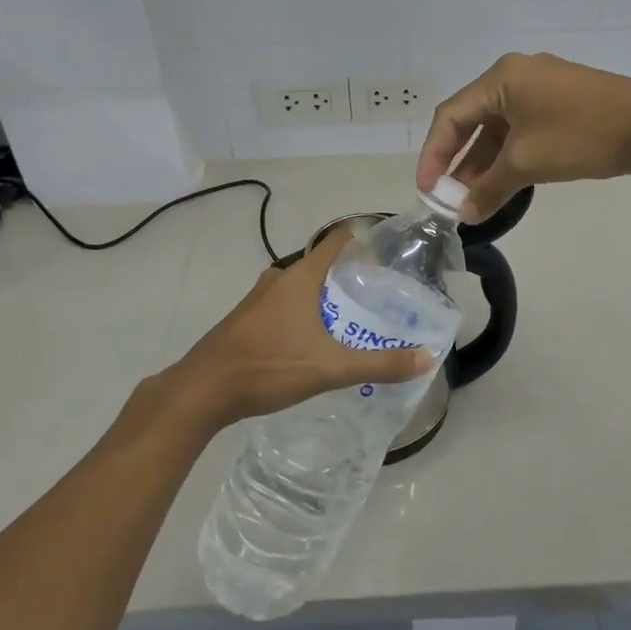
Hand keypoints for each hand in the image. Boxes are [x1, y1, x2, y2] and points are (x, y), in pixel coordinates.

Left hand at [165, 226, 434, 431]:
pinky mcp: (246, 319)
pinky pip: (284, 304)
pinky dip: (304, 310)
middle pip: (320, 264)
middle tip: (380, 291)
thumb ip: (379, 364)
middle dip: (348, 273)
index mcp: (299, 278)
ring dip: (325, 295)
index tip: (388, 248)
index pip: (336, 241)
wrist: (202, 390)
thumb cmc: (268, 366)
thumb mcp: (330, 368)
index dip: (362, 238)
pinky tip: (315, 337)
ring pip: (300, 286)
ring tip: (353, 315)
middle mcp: (278, 279)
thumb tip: (427, 356)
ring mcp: (258, 299)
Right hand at [417, 52, 630, 220]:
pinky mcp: (564, 101)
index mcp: (501, 77)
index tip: (428, 190)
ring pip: (500, 126)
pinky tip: (506, 182)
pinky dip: (510, 155)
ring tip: (474, 198)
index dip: (433, 154)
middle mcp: (517, 74)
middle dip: (460, 161)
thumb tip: (465, 216)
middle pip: (474, 119)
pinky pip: (523, 127)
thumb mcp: (526, 163)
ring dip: (485, 162)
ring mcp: (544, 86)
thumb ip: (489, 188)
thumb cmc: (580, 135)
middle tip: (449, 197)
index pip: (451, 116)